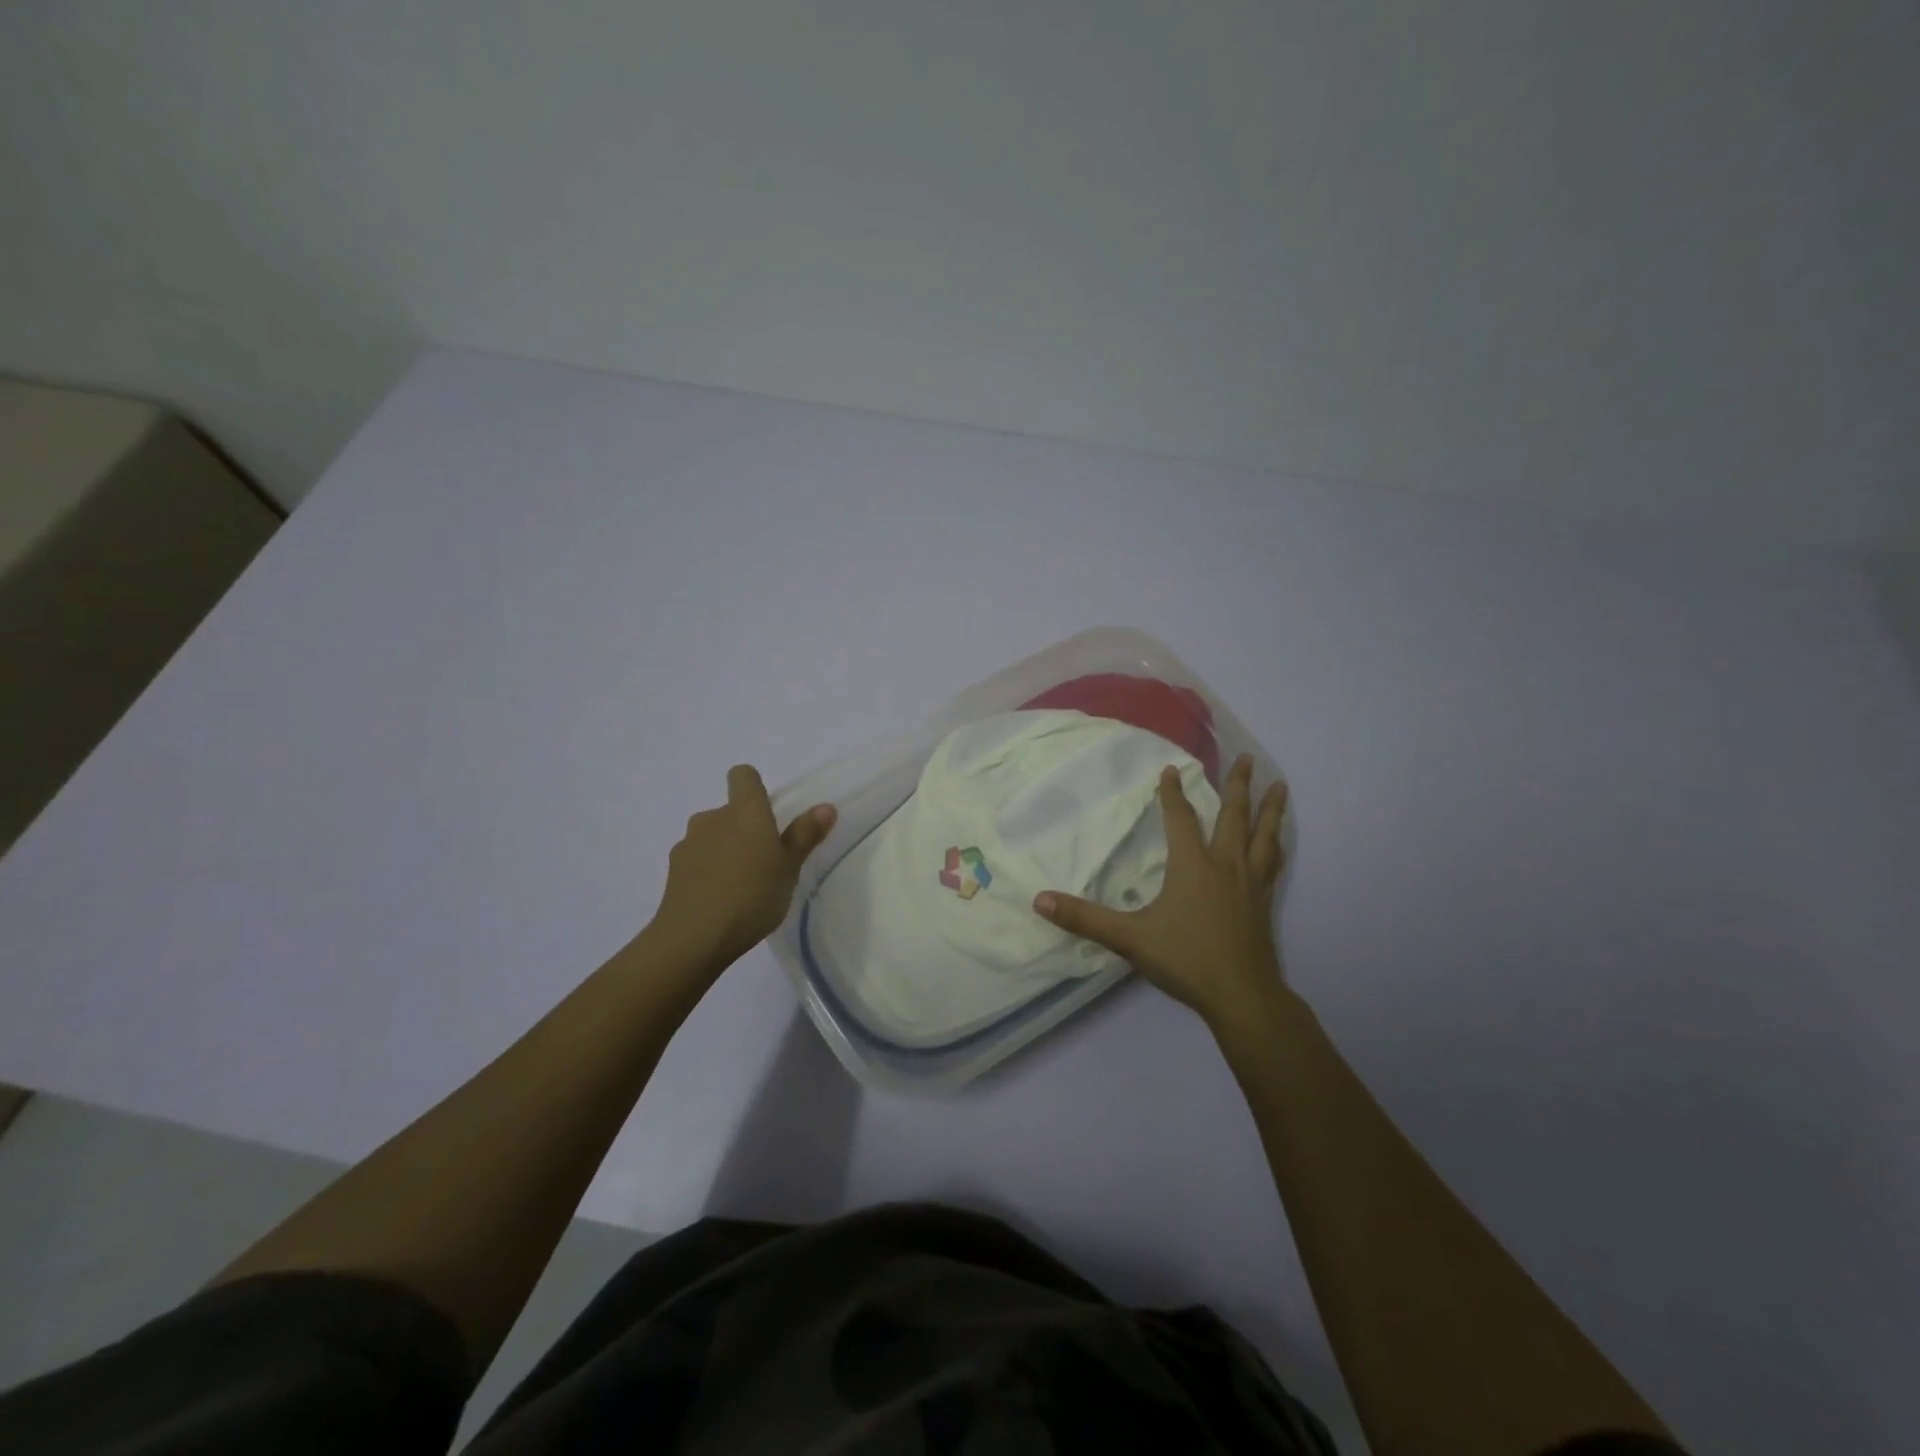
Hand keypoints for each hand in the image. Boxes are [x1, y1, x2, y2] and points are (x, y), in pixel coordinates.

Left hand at [647, 765, 835, 969]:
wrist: (693, 938)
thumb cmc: (752, 896)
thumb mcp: (789, 868)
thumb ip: (805, 835)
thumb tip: (825, 807)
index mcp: (744, 812)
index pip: (743, 776)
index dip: (754, 787)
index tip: (768, 814)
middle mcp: (713, 818)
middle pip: (730, 811)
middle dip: (744, 829)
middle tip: (764, 862)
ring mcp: (689, 844)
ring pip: (712, 836)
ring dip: (725, 850)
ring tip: (741, 885)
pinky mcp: (673, 870)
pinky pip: (697, 860)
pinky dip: (708, 872)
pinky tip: (719, 901)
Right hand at [1034, 754, 1288, 1030]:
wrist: (1242, 996)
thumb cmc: (1185, 959)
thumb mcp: (1129, 938)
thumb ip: (1084, 919)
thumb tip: (1040, 900)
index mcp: (1192, 865)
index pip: (1180, 819)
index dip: (1172, 793)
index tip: (1170, 770)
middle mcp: (1225, 865)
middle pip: (1234, 816)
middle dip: (1237, 785)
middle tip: (1245, 758)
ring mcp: (1250, 883)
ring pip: (1263, 836)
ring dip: (1270, 809)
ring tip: (1280, 786)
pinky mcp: (1264, 902)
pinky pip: (1273, 862)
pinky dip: (1277, 845)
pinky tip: (1279, 842)